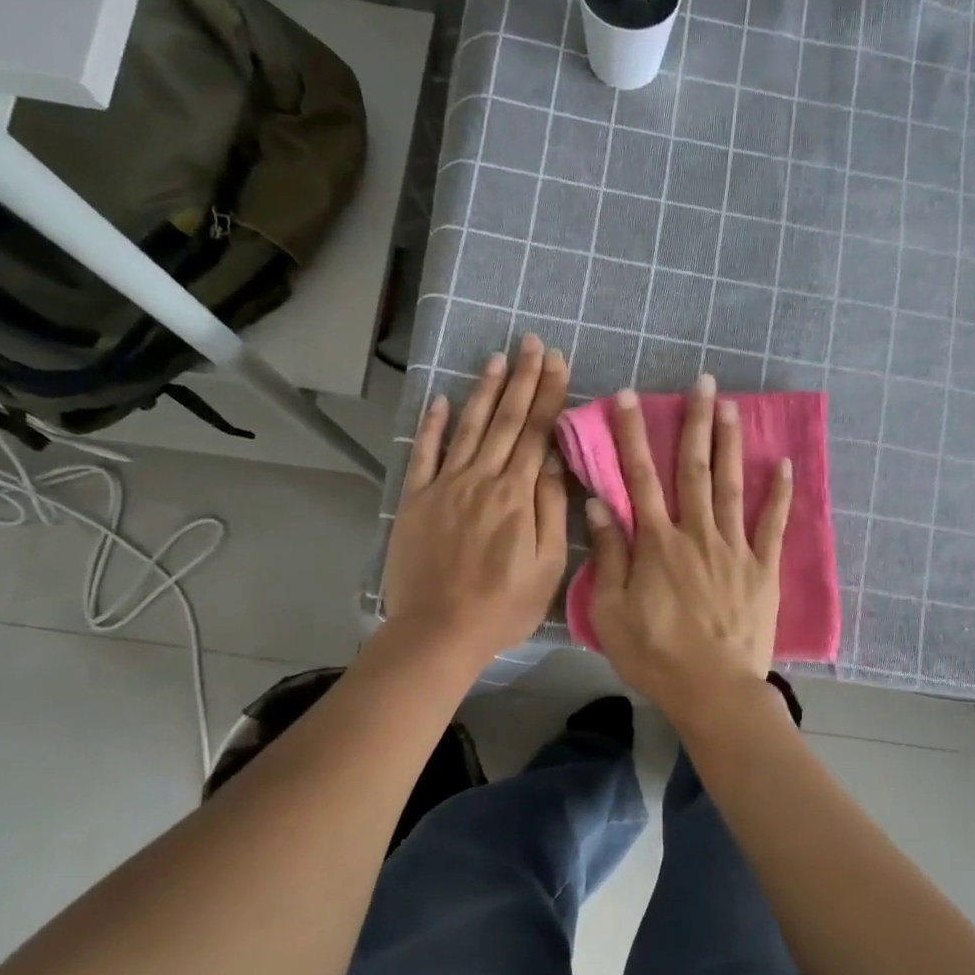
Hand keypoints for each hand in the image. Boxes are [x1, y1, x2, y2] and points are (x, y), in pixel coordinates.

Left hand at [383, 334, 569, 663]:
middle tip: (531, 342)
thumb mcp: (547, 566)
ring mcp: (446, 486)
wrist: (438, 632)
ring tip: (496, 357)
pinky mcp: (417, 500)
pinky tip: (441, 400)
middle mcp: (482, 479)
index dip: (548, 394)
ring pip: (469, 427)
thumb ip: (552, 510)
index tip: (557, 361)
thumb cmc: (503, 606)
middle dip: (522, 378)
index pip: (537, 433)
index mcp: (517, 495)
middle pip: (506, 420)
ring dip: (483, 390)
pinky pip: (425, 454)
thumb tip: (556, 462)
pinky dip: (433, 425)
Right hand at [584, 376, 791, 715]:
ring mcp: (734, 548)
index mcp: (657, 543)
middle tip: (701, 381)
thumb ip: (610, 556)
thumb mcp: (611, 611)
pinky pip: (772, 524)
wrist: (713, 690)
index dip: (632, 435)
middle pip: (694, 469)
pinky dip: (779, 493)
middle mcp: (696, 533)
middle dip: (694, 422)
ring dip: (729, 443)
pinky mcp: (762, 568)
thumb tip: (600, 506)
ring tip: (730, 405)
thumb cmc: (655, 655)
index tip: (628, 398)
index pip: (640, 478)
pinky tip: (782, 463)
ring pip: (731, 485)